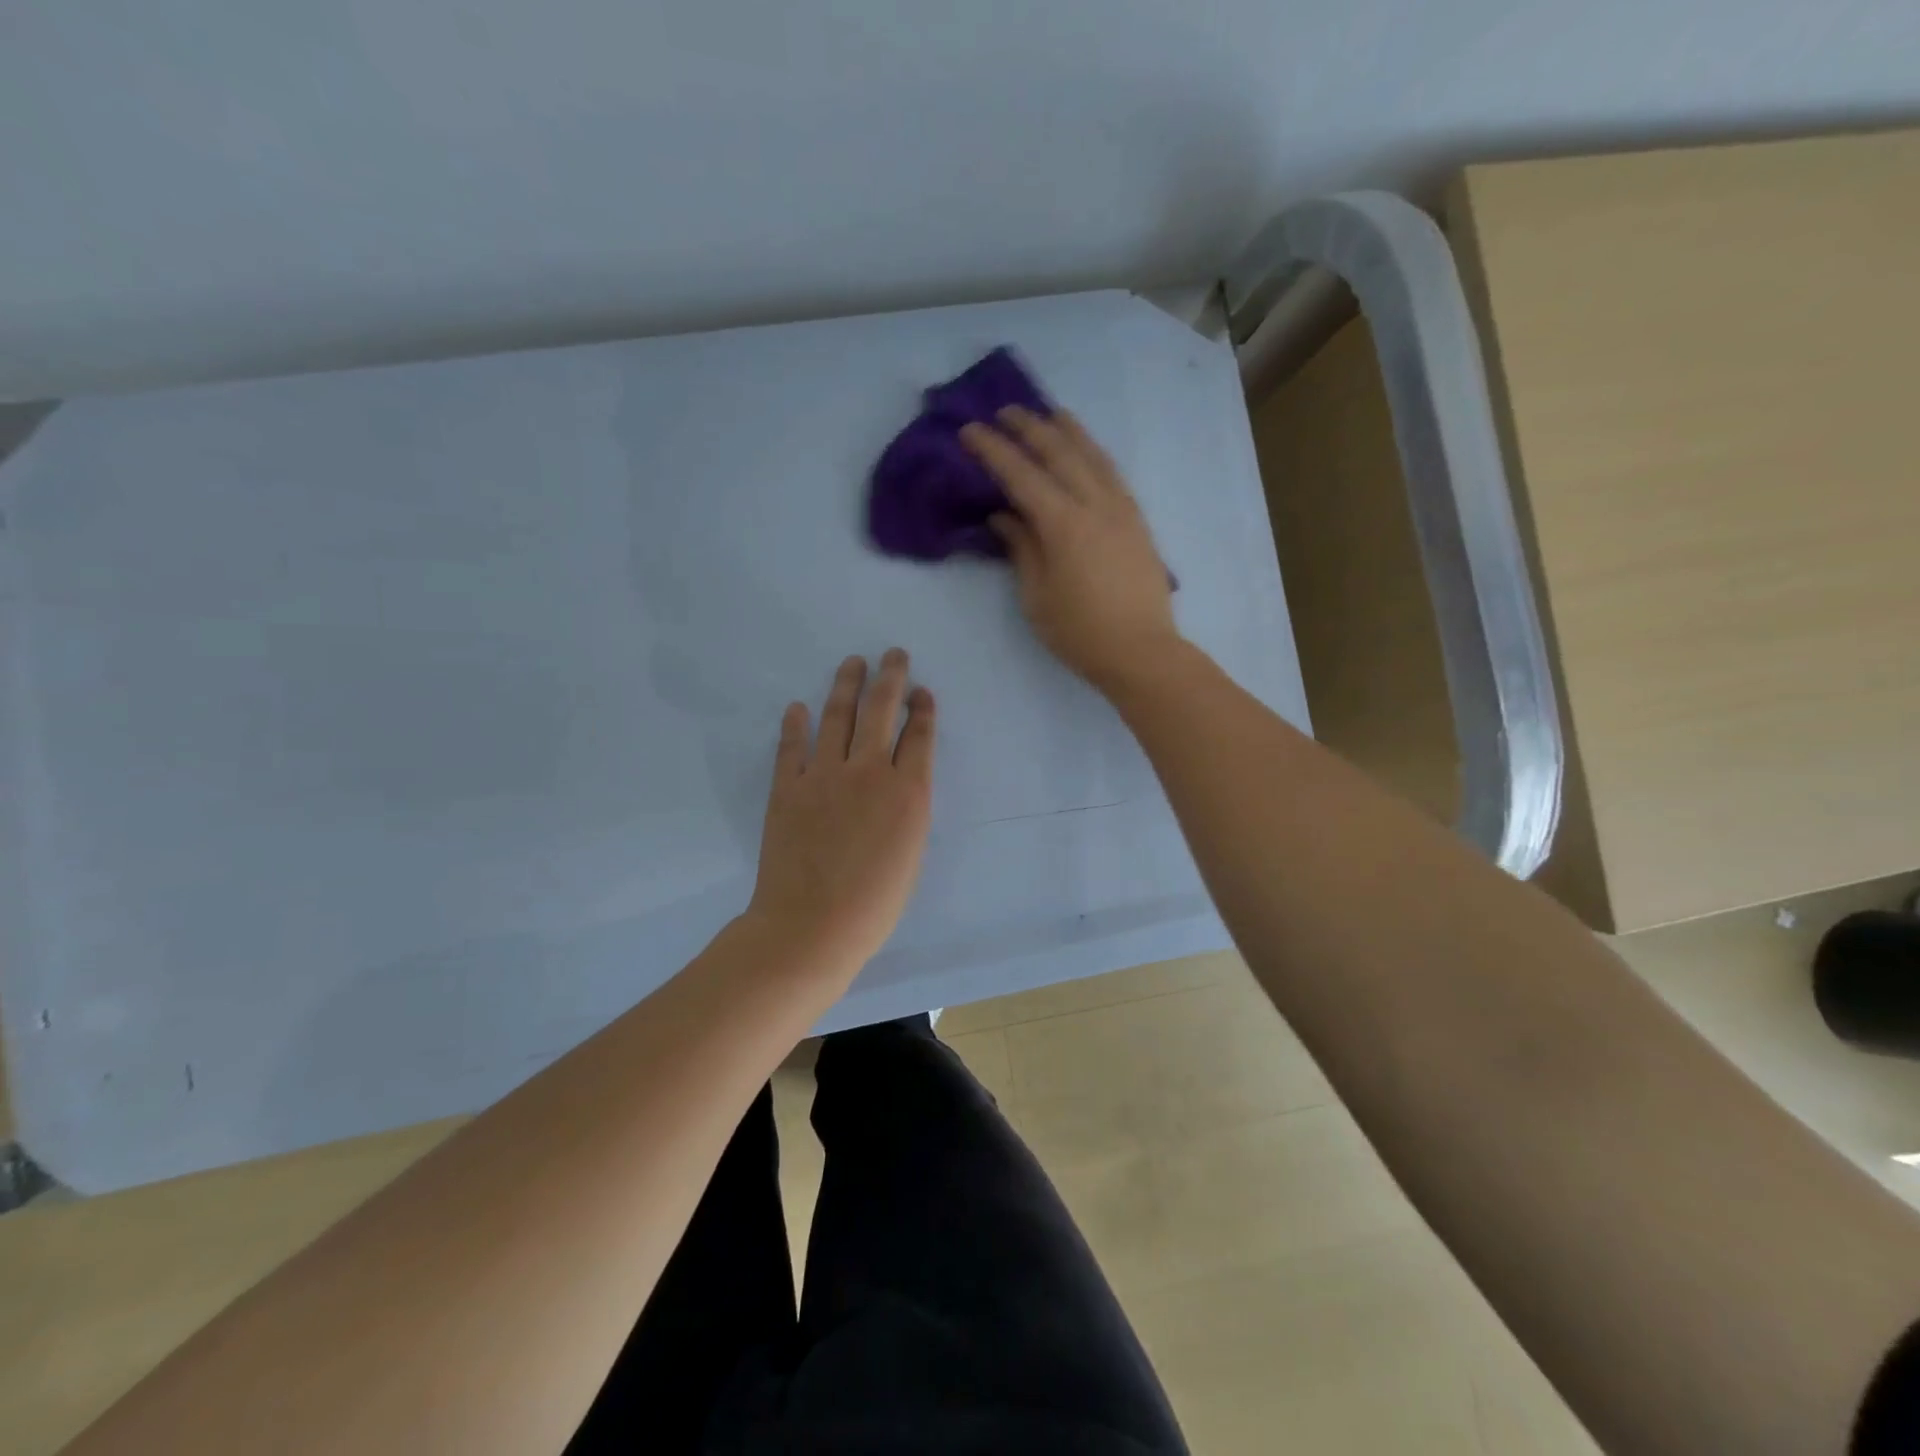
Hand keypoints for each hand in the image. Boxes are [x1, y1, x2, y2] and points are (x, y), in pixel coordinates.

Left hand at [745, 649, 934, 979]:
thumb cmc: (874, 903)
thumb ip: (908, 809)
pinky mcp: (788, 787)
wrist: (812, 926)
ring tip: (854, 662)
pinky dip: (795, 724)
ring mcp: (824, 775)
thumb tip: (900, 781)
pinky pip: (792, 746)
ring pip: (839, 716)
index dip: (923, 709)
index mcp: (908, 792)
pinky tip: (798, 707)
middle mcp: (869, 771)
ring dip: (847, 685)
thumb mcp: (911, 853)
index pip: (919, 735)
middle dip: (891, 678)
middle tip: (893, 654)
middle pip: (882, 711)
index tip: (922, 692)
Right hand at [961, 407, 1180, 694]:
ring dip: (1067, 430)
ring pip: (1092, 455)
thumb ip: (1021, 548)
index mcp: (1063, 524)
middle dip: (1029, 427)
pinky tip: (1085, 451)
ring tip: (1048, 414)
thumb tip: (1004, 516)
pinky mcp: (1137, 520)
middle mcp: (1095, 504)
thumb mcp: (1036, 595)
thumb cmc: (1079, 632)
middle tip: (1004, 411)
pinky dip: (1093, 452)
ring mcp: (1122, 509)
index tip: (970, 430)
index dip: (993, 450)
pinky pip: (1111, 472)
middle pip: (1059, 452)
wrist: (1141, 651)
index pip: (1021, 475)